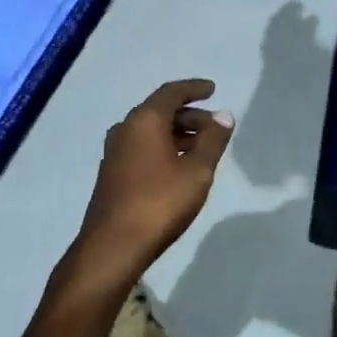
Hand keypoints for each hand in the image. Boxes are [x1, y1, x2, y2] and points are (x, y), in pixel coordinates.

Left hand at [68, 79, 233, 289]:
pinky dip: (163, 147)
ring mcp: (114, 152)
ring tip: (202, 147)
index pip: (171, 92)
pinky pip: (141, 147)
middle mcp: (125, 129)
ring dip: (177, 133)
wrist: (112, 247)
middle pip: (161, 111)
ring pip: (150, 131)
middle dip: (190, 115)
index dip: (194, 89)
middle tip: (215, 126)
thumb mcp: (196, 172)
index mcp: (144, 120)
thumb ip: (212, 141)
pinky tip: (178, 165)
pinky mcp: (112, 173)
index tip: (212, 89)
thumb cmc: (159, 203)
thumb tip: (224, 115)